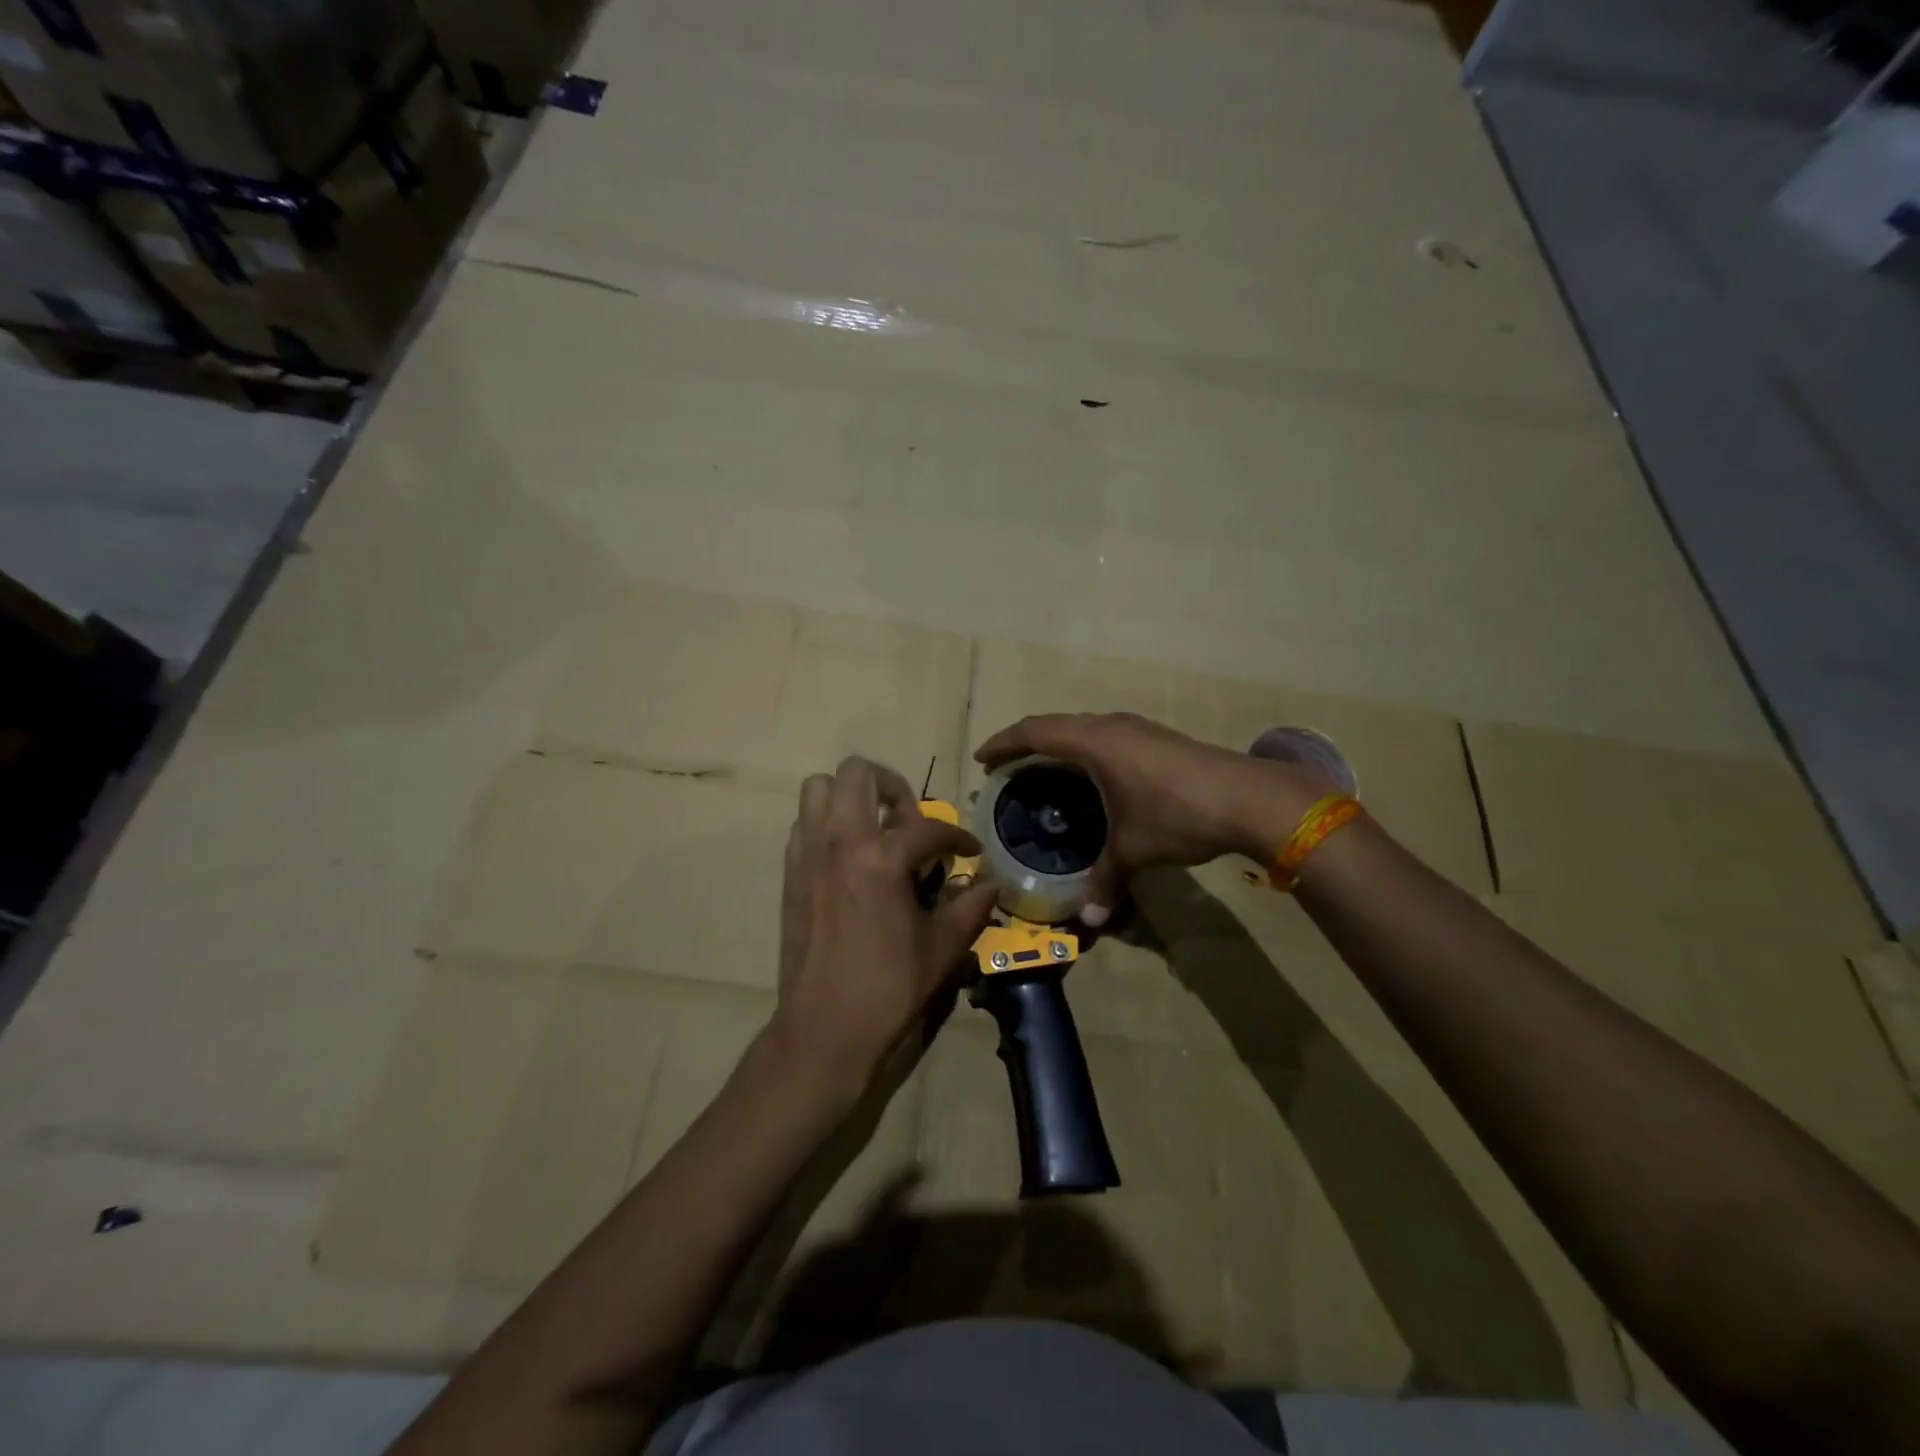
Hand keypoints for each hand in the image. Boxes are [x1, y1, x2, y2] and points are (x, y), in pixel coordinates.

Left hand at [770, 756, 998, 1101]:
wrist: (824, 1027)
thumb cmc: (889, 986)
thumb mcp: (943, 947)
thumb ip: (970, 906)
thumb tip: (990, 884)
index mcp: (882, 858)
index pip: (928, 827)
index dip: (958, 837)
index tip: (970, 851)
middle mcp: (840, 842)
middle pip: (858, 773)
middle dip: (892, 786)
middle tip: (910, 820)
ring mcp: (809, 853)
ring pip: (819, 788)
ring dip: (851, 797)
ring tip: (875, 829)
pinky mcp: (790, 872)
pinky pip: (804, 823)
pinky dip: (827, 824)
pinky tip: (849, 857)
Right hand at [975, 713, 1327, 923]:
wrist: (1250, 798)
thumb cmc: (1178, 813)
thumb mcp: (1134, 848)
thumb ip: (1105, 879)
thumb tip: (1088, 919)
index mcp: (1094, 742)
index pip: (1034, 732)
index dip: (1004, 743)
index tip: (982, 759)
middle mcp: (1111, 726)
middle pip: (1055, 725)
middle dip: (1026, 744)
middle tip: (1007, 770)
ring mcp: (1137, 729)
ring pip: (1083, 728)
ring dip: (1058, 745)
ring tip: (1044, 773)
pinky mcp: (1157, 739)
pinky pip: (1105, 736)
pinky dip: (1084, 751)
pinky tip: (1093, 779)